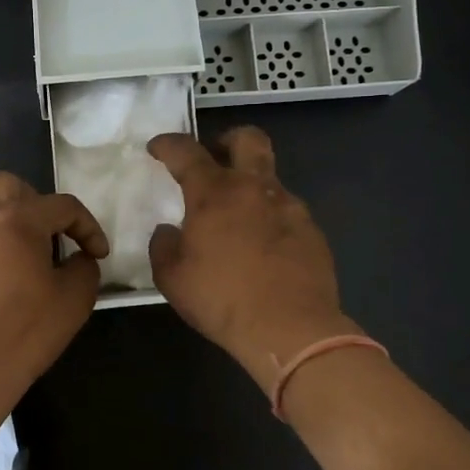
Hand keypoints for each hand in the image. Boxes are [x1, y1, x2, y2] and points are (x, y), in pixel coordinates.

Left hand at [0, 172, 107, 400]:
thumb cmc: (27, 329)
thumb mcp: (75, 297)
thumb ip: (84, 266)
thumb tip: (78, 258)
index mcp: (17, 219)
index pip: (62, 206)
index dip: (88, 227)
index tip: (98, 254)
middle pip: (11, 186)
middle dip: (38, 204)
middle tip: (54, 237)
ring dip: (12, 222)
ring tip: (30, 258)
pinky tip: (6, 276)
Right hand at [147, 128, 356, 400]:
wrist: (291, 329)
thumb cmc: (223, 300)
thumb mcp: (173, 278)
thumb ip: (164, 246)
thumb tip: (169, 231)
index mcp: (214, 193)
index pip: (186, 151)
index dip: (168, 144)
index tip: (157, 148)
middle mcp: (254, 188)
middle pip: (248, 139)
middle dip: (228, 140)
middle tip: (215, 159)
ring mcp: (289, 206)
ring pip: (269, 178)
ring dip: (250, 187)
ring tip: (237, 219)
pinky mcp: (311, 230)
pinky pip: (286, 211)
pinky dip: (270, 219)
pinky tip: (263, 248)